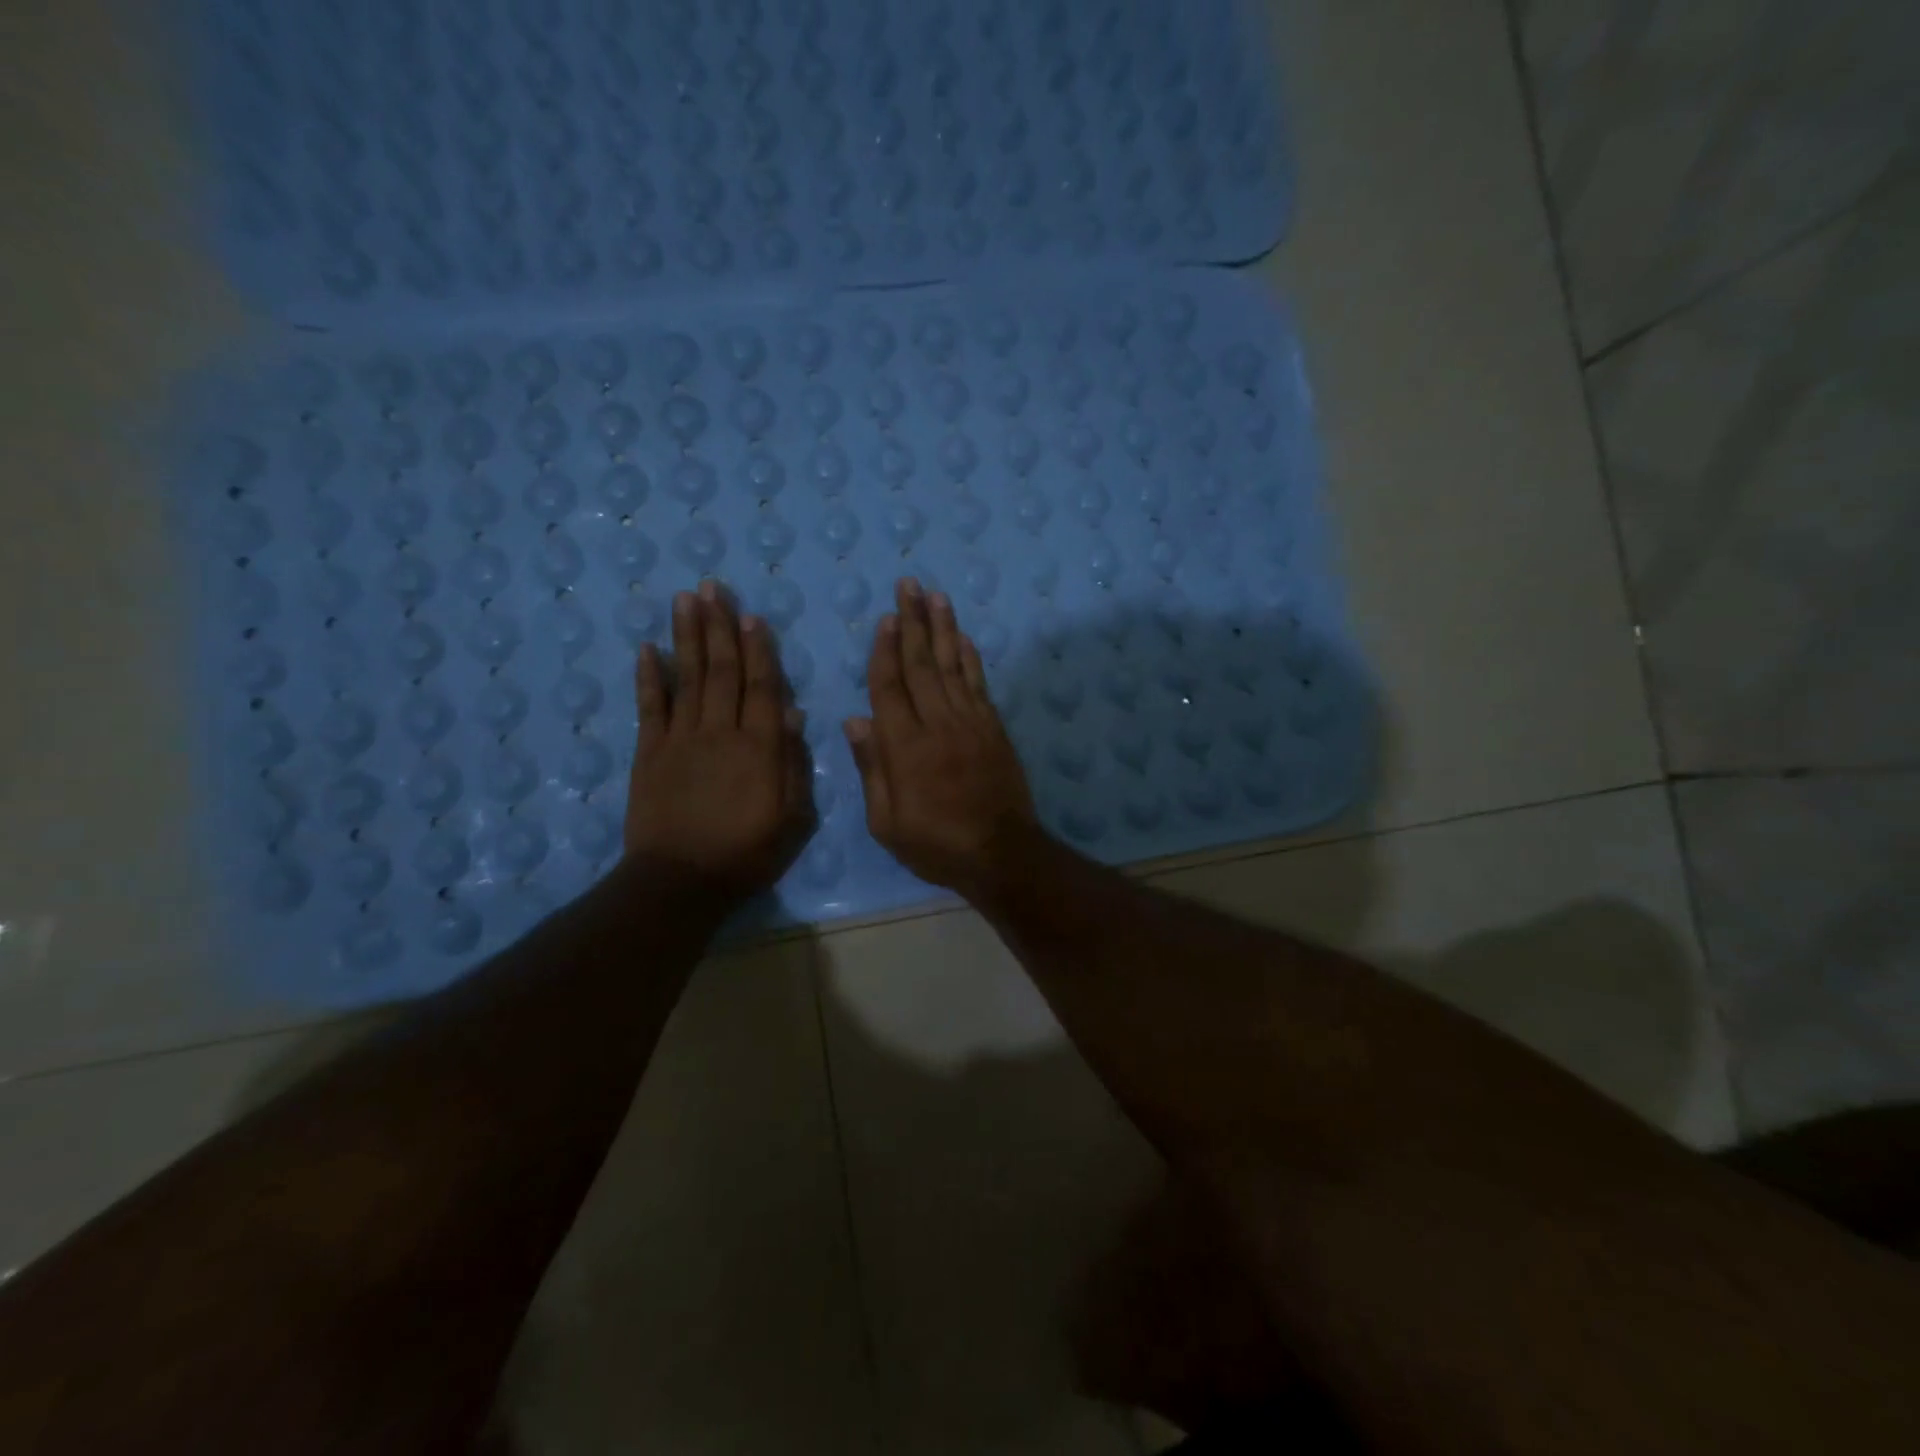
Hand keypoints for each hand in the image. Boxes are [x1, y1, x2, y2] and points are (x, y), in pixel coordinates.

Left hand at [625, 582, 814, 899]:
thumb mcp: (792, 819)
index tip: (752, 616)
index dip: (759, 650)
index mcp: (760, 747)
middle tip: (713, 587)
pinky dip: (649, 677)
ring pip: (688, 678)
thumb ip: (792, 765)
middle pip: (722, 670)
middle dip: (719, 626)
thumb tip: (793, 715)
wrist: (681, 882)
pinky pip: (650, 707)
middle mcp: (720, 731)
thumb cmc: (746, 853)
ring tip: (686, 599)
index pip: (763, 687)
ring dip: (688, 636)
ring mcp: (681, 739)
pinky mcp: (649, 753)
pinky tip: (648, 648)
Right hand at [845, 578, 1039, 897]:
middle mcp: (937, 724)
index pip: (889, 687)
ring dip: (943, 628)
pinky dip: (970, 659)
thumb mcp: (887, 823)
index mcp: (904, 747)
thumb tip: (854, 721)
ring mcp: (970, 722)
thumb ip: (872, 769)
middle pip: (921, 664)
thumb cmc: (936, 844)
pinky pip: (979, 684)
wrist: (1001, 853)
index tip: (885, 618)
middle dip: (913, 622)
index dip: (885, 650)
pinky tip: (963, 638)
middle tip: (909, 585)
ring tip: (936, 595)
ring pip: (951, 666)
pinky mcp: (993, 728)